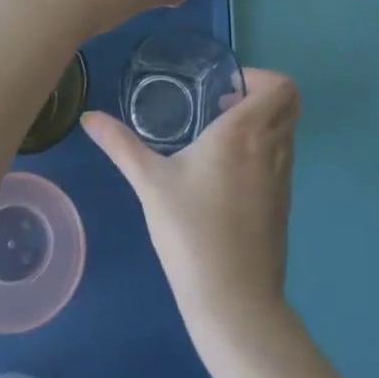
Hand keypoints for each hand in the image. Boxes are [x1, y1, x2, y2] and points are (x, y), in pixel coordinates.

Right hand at [83, 69, 298, 357]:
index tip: (225, 89)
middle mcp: (272, 147)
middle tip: (222, 105)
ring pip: (286, 131)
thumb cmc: (190, 231)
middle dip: (261, 95)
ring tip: (219, 138)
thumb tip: (89, 116)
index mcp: (245, 132)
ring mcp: (283, 177)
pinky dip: (264, 150)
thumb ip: (120, 145)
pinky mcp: (284, 203)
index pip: (281, 86)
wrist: (233, 299)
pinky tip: (226, 174)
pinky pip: (282, 158)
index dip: (260, 77)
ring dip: (262, 123)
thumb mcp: (150, 183)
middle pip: (289, 103)